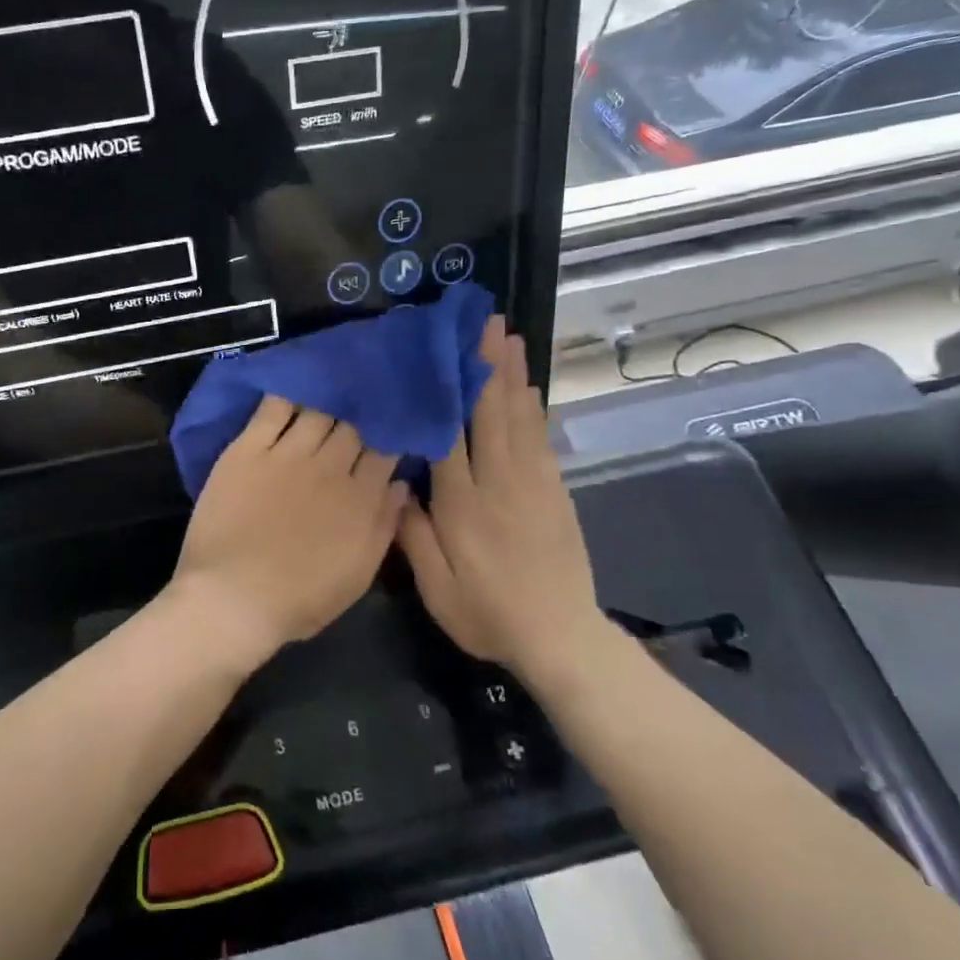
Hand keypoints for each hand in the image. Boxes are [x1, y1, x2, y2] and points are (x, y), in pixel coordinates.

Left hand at [172, 396, 406, 658]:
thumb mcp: (357, 575)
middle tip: (361, 403)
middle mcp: (328, 467)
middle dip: (361, 413)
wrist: (232, 597)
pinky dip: (286, 395)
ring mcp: (286, 454)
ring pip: (317, 411)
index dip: (389, 435)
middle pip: (353, 425)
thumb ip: (384, 526)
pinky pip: (272, 409)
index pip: (384, 451)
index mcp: (359, 498)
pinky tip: (293, 386)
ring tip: (332, 388)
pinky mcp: (247, 449)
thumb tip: (401, 484)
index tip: (390, 427)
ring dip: (328, 400)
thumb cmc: (299, 599)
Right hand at [398, 317, 601, 673]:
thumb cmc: (488, 614)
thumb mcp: (437, 587)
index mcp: (464, 503)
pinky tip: (530, 387)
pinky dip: (534, 408)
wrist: (560, 637)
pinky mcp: (555, 492)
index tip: (440, 351)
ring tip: (508, 338)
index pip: (450, 433)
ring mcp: (533, 484)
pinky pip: (541, 439)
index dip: (446, 389)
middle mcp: (499, 482)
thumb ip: (414, 534)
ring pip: (520, 418)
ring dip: (513, 375)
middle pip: (491, 412)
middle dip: (487, 364)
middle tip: (485, 321)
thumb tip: (398, 484)